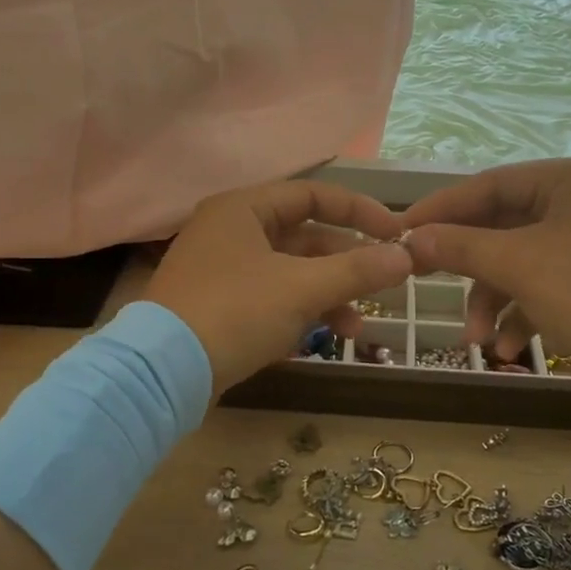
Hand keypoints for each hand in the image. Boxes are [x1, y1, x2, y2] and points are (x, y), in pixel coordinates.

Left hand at [145, 180, 412, 393]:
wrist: (163, 374)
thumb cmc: (235, 312)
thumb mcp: (302, 288)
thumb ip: (357, 270)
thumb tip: (407, 257)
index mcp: (244, 208)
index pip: (313, 195)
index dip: (359, 211)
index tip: (395, 234)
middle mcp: (231, 231)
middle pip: (304, 237)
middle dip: (346, 265)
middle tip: (383, 286)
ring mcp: (223, 271)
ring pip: (290, 273)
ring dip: (328, 296)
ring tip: (357, 329)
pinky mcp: (220, 307)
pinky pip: (272, 298)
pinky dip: (300, 313)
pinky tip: (323, 340)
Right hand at [401, 158, 570, 410]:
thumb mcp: (520, 266)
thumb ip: (461, 247)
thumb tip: (411, 238)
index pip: (490, 185)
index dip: (442, 209)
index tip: (400, 232)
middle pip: (503, 226)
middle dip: (469, 267)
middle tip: (422, 280)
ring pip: (522, 262)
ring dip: (493, 300)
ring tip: (476, 339)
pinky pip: (545, 287)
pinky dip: (522, 315)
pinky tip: (506, 349)